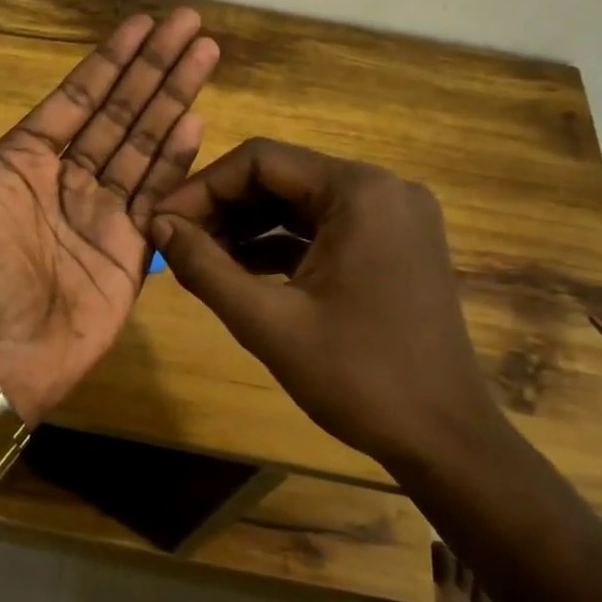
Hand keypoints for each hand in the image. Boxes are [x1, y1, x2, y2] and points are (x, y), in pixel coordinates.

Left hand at [0, 10, 220, 423]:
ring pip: (145, 143)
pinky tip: (197, 121)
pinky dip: (177, 158)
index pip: (78, 97)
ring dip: (174, 99)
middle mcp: (70, 176)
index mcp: (27, 159)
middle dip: (155, 67)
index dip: (110, 60)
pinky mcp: (131, 247)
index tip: (142, 24)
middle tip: (189, 23)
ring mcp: (104, 211)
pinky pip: (157, 192)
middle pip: (121, 110)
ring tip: (205, 56)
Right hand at [149, 139, 502, 469]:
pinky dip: (280, 245)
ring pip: (300, 203)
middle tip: (174, 241)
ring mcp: (393, 216)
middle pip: (281, 177)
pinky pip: (323, 229)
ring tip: (198, 258)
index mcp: (359, 191)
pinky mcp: (394, 245)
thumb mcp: (267, 322)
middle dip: (222, 207)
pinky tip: (239, 271)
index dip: (202, 187)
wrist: (445, 441)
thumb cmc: (358, 377)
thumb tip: (157, 224)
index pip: (261, 160)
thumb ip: (204, 267)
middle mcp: (382, 188)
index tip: (161, 221)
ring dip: (247, 227)